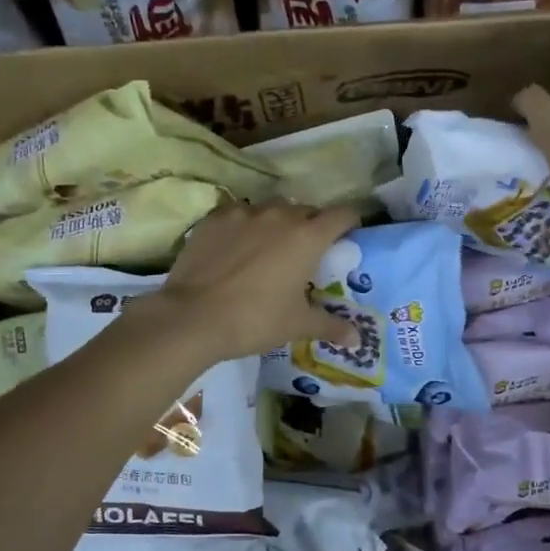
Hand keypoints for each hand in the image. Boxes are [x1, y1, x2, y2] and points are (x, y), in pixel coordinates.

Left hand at [139, 200, 360, 362]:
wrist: (192, 317)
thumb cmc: (255, 319)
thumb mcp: (296, 325)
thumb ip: (330, 326)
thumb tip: (357, 340)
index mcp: (307, 237)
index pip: (342, 215)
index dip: (350, 222)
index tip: (349, 235)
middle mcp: (279, 215)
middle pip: (306, 211)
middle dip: (311, 226)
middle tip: (307, 253)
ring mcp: (244, 213)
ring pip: (271, 209)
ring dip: (277, 223)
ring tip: (269, 248)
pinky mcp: (214, 219)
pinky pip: (238, 215)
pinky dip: (244, 227)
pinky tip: (235, 248)